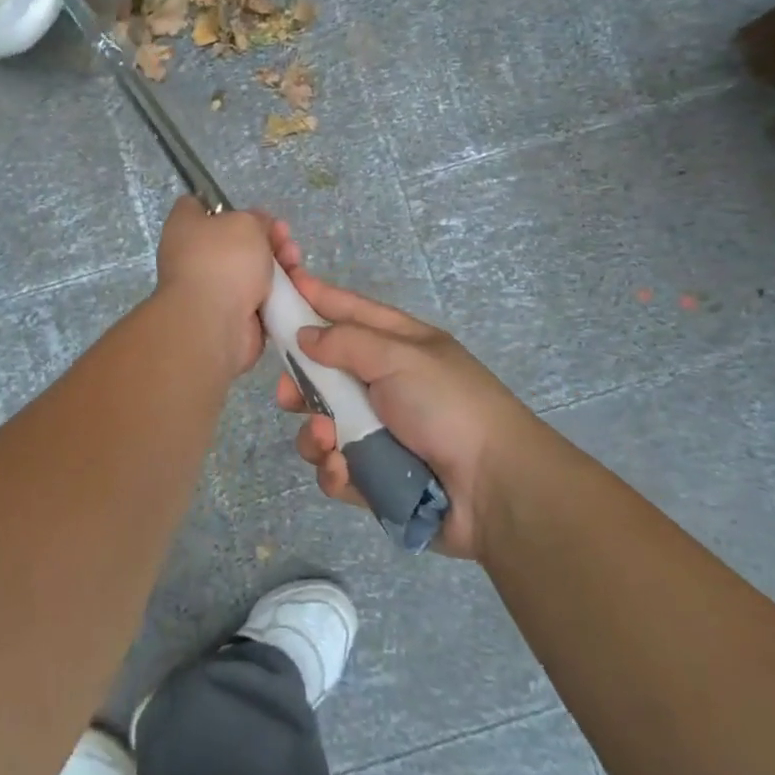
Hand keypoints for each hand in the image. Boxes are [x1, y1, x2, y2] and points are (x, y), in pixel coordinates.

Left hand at [154, 197, 279, 378]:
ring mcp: (212, 288)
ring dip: (275, 264)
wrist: (214, 324)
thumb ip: (255, 219)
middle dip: (265, 237)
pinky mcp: (230, 314)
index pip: (197, 205)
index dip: (225, 204)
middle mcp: (193, 256)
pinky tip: (292, 286)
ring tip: (294, 261)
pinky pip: (256, 297)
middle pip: (234, 240)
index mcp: (185, 228)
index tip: (251, 211)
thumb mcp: (245, 223)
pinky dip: (274, 293)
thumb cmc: (223, 261)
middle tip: (285, 238)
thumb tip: (257, 227)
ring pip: (249, 269)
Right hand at [269, 229, 542, 560]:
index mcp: (399, 346)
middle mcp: (386, 385)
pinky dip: (335, 469)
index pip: (349, 311)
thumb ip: (346, 341)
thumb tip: (305, 335)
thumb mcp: (400, 357)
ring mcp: (379, 434)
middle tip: (288, 393)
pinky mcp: (374, 477)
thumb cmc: (448, 407)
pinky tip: (344, 471)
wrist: (495, 489)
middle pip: (325, 374)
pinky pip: (336, 468)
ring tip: (327, 439)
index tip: (279, 285)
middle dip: (301, 383)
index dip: (315, 298)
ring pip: (322, 425)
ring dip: (316, 433)